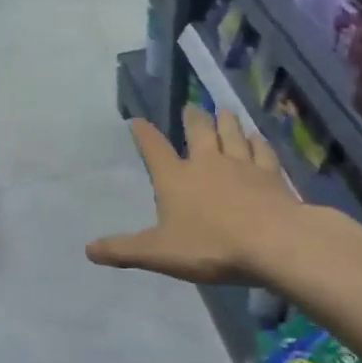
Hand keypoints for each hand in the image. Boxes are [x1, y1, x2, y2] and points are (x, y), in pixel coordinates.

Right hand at [87, 108, 300, 283]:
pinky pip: (261, 150)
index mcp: (175, 178)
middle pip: (199, 131)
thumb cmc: (210, 247)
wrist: (273, 242)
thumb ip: (124, 250)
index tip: (137, 120)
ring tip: (223, 111)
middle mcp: (207, 162)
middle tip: (191, 108)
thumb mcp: (158, 253)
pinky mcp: (271, 174)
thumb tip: (89, 250)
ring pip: (232, 133)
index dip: (144, 135)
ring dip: (226, 121)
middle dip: (192, 118)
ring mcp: (242, 165)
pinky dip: (257, 141)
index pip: (154, 150)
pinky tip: (257, 138)